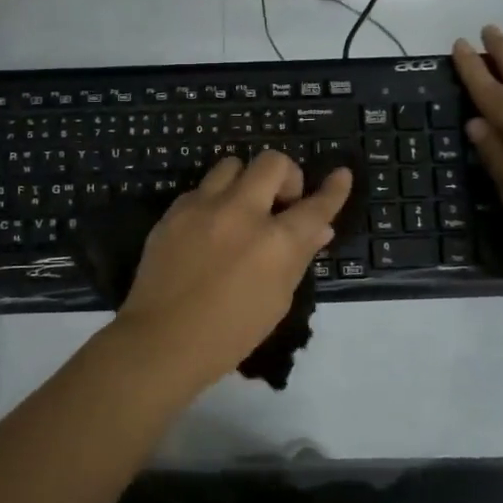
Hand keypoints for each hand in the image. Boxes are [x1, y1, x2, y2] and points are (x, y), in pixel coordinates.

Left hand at [114, 151, 352, 388]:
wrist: (162, 340)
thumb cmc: (230, 333)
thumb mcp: (277, 300)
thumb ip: (298, 257)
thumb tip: (319, 229)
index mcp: (275, 242)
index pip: (315, 206)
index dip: (334, 190)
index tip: (341, 175)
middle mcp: (241, 213)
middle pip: (272, 163)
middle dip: (286, 176)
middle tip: (282, 201)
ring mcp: (203, 207)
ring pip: (232, 164)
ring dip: (246, 181)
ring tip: (242, 208)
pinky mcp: (174, 211)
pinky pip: (201, 188)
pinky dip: (214, 200)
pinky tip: (210, 227)